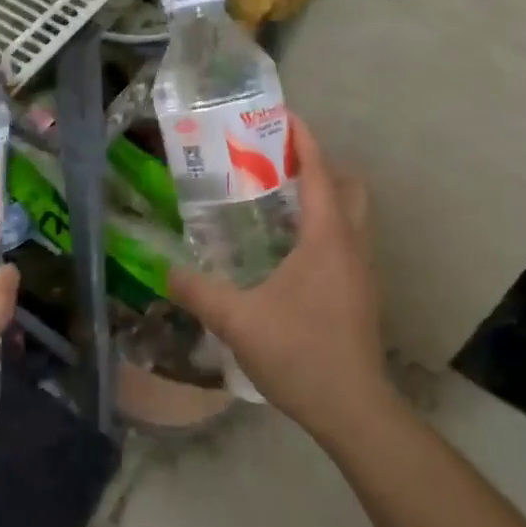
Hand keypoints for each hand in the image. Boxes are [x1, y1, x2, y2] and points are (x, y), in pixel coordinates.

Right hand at [167, 115, 392, 444]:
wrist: (354, 410)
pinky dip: (325, 226)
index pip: (319, 170)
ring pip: (351, 213)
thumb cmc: (300, 353)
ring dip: (324, 196)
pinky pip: (347, 239)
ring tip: (278, 201)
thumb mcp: (238, 320)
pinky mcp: (362, 292)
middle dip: (317, 164)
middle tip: (277, 163)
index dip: (303, 138)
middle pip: (346, 185)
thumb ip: (198, 291)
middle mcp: (351, 244)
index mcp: (326, 237)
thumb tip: (164, 269)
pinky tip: (290, 251)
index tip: (283, 116)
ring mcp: (362, 269)